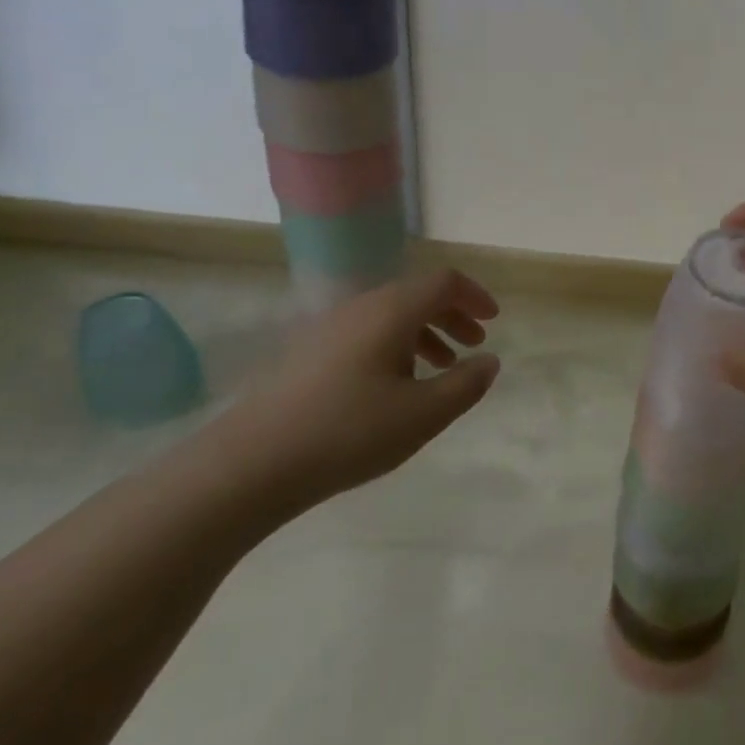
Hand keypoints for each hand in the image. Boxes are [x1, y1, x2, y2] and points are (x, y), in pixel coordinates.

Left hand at [203, 269, 501, 518]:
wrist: (252, 462)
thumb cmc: (348, 432)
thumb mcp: (422, 415)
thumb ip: (465, 384)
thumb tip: (489, 361)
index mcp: (391, 310)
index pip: (443, 282)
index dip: (474, 296)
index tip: (493, 321)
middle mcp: (360, 306)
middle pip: (416, 295)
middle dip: (452, 316)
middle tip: (473, 345)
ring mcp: (329, 327)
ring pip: (390, 315)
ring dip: (424, 333)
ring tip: (439, 370)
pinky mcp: (308, 351)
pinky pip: (366, 333)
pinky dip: (395, 346)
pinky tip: (394, 387)